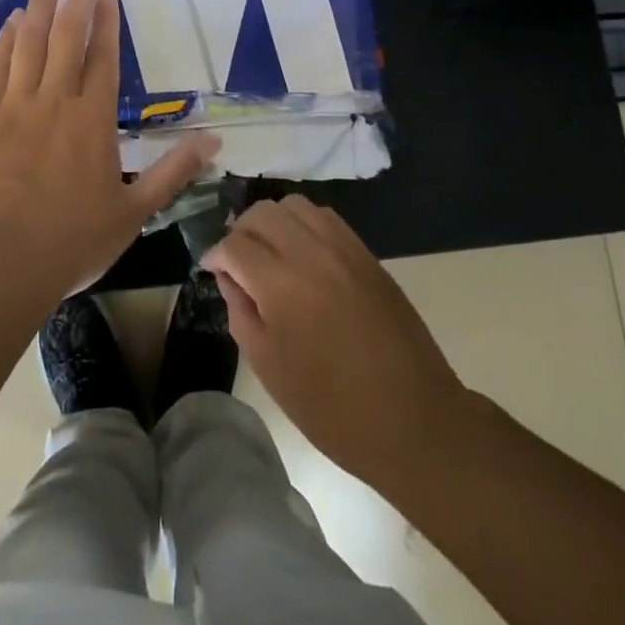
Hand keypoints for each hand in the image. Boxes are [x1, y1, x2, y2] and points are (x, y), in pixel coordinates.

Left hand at [0, 0, 218, 300]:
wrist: (0, 262)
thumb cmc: (73, 240)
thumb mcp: (135, 211)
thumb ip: (174, 172)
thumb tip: (215, 141)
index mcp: (93, 121)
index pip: (103, 60)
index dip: (107, 24)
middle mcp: (55, 103)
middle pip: (66, 40)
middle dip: (76, 2)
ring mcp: (15, 109)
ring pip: (28, 46)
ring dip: (38, 10)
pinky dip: (3, 44)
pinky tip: (9, 25)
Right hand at [204, 196, 467, 489]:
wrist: (412, 418)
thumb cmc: (332, 407)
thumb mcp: (269, 367)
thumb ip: (241, 312)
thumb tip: (229, 276)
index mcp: (281, 284)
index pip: (234, 244)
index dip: (216, 255)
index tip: (212, 270)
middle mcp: (311, 253)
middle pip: (262, 213)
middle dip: (241, 231)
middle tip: (238, 261)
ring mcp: (344, 248)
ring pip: (295, 206)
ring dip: (273, 222)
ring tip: (270, 253)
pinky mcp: (366, 254)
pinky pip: (326, 218)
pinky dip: (304, 225)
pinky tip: (302, 255)